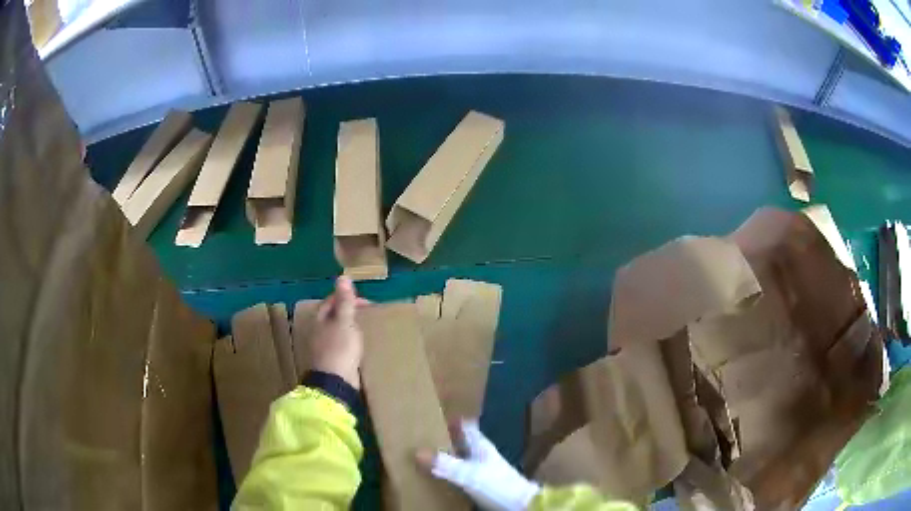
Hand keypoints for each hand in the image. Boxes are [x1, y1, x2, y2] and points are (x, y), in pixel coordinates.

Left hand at [309, 277, 364, 388]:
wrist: (335, 382)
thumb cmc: (339, 348)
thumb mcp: (344, 322)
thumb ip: (345, 301)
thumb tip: (343, 276)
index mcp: (319, 319)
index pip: (332, 300)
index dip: (347, 297)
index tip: (366, 302)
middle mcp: (318, 330)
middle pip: (333, 315)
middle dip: (348, 312)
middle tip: (367, 313)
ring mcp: (323, 346)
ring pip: (337, 330)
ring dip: (349, 327)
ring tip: (365, 327)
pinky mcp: (331, 359)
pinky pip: (340, 344)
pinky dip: (349, 341)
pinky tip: (358, 345)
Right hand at [417, 420, 540, 510]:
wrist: (520, 505)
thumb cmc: (496, 484)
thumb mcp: (468, 474)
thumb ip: (445, 463)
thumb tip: (417, 451)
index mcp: (480, 445)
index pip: (466, 425)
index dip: (452, 419)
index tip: (434, 415)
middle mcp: (482, 454)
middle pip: (463, 441)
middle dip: (446, 438)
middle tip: (423, 436)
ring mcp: (484, 469)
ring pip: (463, 457)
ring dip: (448, 455)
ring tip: (427, 456)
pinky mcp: (483, 483)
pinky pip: (463, 472)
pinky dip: (452, 472)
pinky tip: (441, 477)